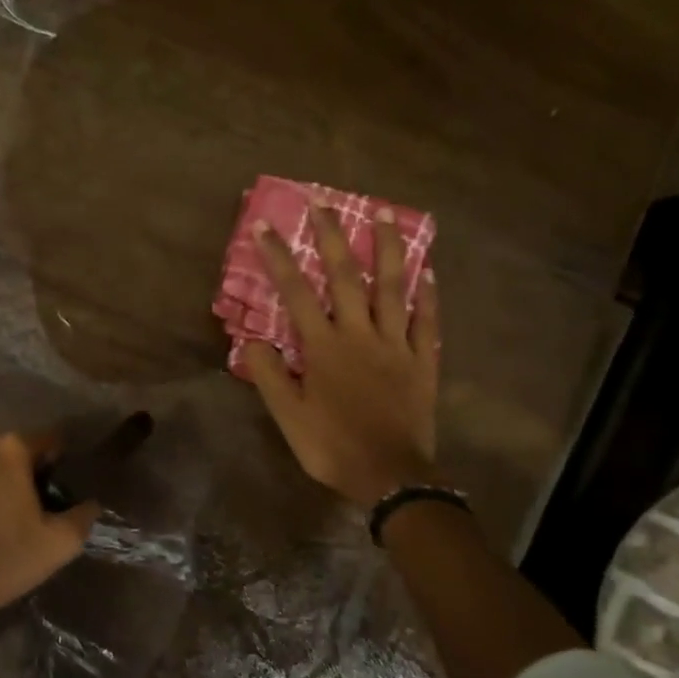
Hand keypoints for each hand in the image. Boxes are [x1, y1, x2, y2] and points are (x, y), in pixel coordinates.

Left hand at [0, 434, 99, 637]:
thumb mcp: (56, 545)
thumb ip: (82, 518)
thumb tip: (91, 504)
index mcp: (11, 449)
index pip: (51, 442)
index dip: (62, 467)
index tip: (63, 496)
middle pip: (17, 455)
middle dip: (30, 478)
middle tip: (36, 516)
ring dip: (0, 488)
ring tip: (5, 526)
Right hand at [240, 206, 442, 506]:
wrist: (390, 475)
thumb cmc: (332, 446)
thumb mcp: (288, 417)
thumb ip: (270, 375)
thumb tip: (250, 340)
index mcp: (324, 347)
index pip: (296, 292)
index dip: (278, 258)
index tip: (265, 226)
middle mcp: (359, 334)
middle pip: (346, 276)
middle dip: (331, 236)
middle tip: (323, 201)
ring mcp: (396, 344)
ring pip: (393, 287)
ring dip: (387, 248)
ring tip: (383, 214)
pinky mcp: (422, 360)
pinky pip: (426, 320)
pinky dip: (427, 295)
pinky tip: (428, 271)